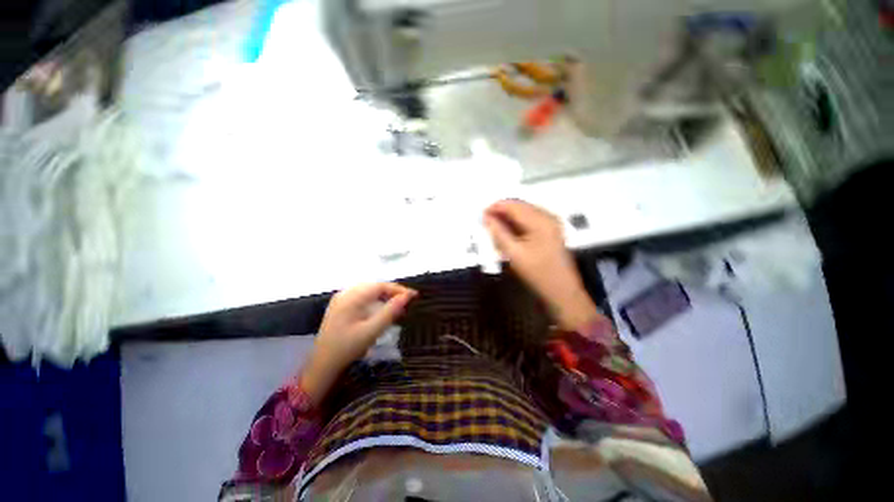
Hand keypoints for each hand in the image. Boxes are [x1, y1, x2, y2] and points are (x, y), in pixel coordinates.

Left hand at [301, 283, 416, 401]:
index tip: (414, 296)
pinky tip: (382, 308)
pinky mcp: (341, 306)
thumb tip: (407, 296)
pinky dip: (376, 300)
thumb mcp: (372, 331)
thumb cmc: (347, 348)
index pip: (380, 286)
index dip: (398, 289)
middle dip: (393, 292)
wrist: (322, 366)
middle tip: (408, 301)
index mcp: (351, 297)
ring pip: (369, 290)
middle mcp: (345, 293)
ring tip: (398, 305)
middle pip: (374, 286)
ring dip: (385, 296)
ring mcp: (341, 299)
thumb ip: (390, 311)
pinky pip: (362, 296)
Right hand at [484, 199, 597, 329]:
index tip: (481, 214)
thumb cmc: (537, 274)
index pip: (514, 206)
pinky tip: (509, 232)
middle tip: (486, 222)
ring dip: (509, 217)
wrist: (562, 290)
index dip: (496, 207)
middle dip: (502, 211)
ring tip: (495, 228)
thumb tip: (487, 218)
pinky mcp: (551, 230)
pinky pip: (530, 219)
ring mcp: (551, 223)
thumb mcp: (514, 254)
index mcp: (540, 221)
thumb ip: (499, 233)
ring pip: (524, 212)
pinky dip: (517, 223)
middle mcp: (548, 217)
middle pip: (520, 206)